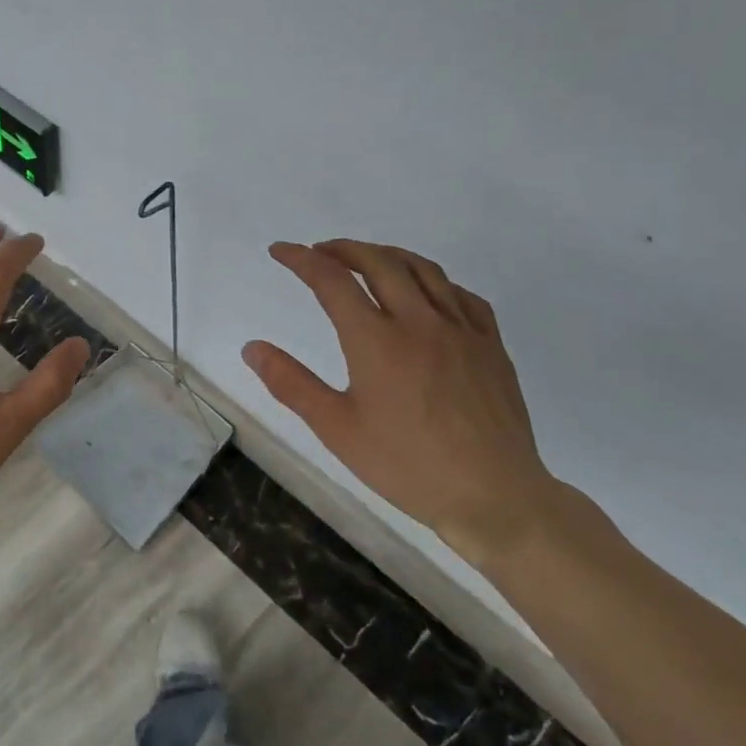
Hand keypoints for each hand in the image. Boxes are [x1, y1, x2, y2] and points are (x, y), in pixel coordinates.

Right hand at [242, 240, 557, 567]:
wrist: (494, 496)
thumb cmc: (407, 466)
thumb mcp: (336, 429)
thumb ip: (291, 383)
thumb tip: (251, 348)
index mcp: (376, 340)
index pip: (332, 280)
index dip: (301, 259)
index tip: (280, 250)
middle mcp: (419, 322)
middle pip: (379, 262)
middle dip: (343, 249)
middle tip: (320, 252)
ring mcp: (461, 330)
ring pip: (423, 269)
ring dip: (387, 255)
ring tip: (367, 260)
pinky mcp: (491, 346)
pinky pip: (462, 295)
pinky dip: (434, 281)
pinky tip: (426, 293)